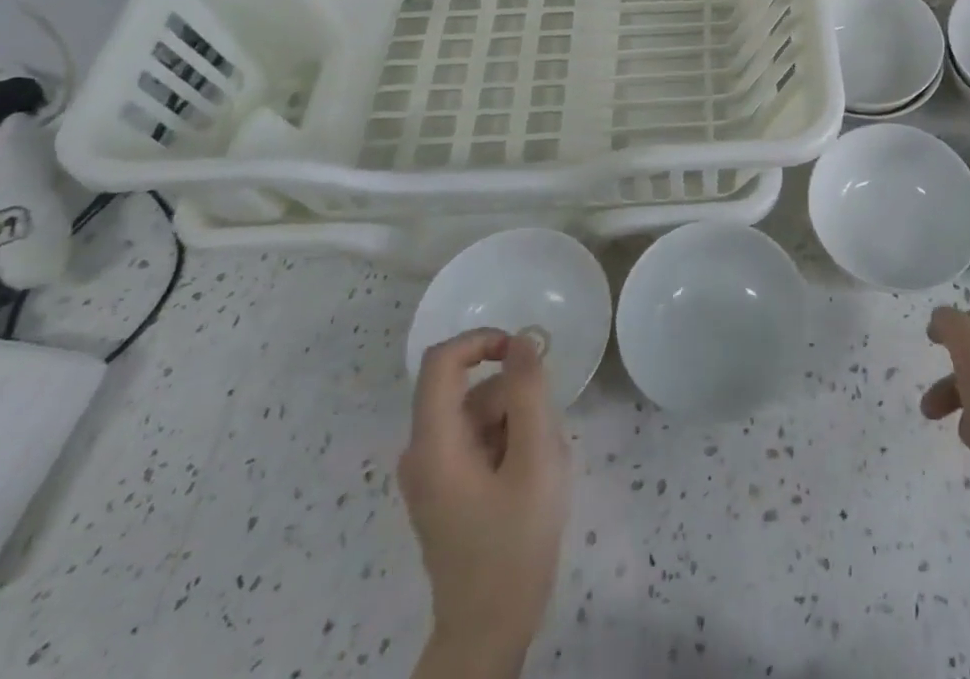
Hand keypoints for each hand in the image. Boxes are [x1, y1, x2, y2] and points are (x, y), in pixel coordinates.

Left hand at [400, 329, 569, 676]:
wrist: (489, 629)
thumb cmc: (514, 542)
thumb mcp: (535, 457)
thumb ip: (528, 392)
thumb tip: (521, 340)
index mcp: (434, 443)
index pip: (442, 361)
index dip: (481, 339)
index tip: (525, 351)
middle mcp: (422, 452)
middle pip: (470, 391)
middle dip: (514, 398)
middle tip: (546, 435)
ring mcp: (431, 473)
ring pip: (479, 414)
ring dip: (516, 423)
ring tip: (541, 464)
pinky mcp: (444, 489)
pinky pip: (478, 439)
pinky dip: (507, 443)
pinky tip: (527, 478)